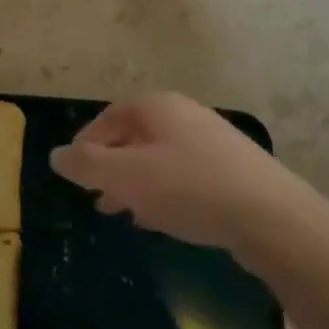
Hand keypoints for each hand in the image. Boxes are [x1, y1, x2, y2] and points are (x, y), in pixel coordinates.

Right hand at [50, 93, 328, 266]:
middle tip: (97, 199)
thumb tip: (56, 155)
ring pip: (160, 159)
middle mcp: (185, 115)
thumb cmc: (189, 189)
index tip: (75, 175)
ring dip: (137, 184)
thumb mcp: (125, 177)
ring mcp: (213, 140)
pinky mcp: (233, 169)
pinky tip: (164, 220)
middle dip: (112, 168)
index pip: (108, 118)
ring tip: (127, 214)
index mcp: (157, 107)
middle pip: (134, 137)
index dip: (86, 145)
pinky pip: (186, 176)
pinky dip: (166, 193)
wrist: (273, 217)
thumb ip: (86, 165)